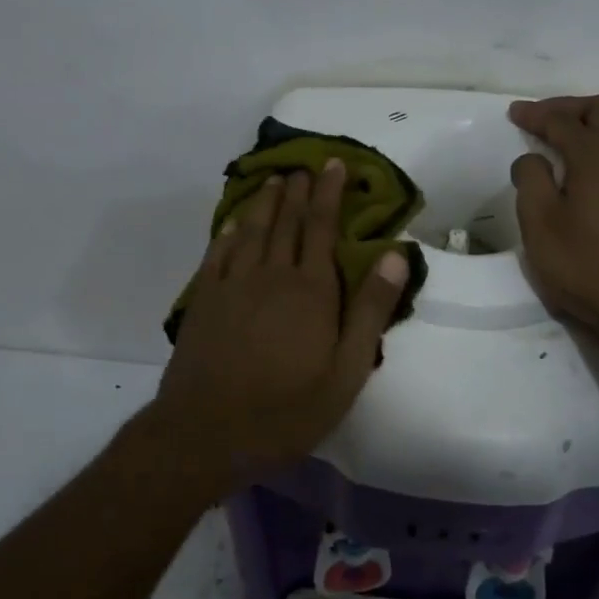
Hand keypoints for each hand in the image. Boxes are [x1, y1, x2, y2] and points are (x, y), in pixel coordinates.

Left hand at [153, 161, 409, 472]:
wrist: (206, 433)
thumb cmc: (286, 410)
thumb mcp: (346, 372)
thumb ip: (370, 311)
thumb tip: (394, 253)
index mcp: (311, 291)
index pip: (322, 228)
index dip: (329, 194)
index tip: (333, 165)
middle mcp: (271, 276)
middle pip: (286, 222)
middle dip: (298, 191)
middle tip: (304, 166)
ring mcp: (232, 285)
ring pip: (252, 231)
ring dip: (265, 203)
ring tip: (274, 181)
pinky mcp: (204, 300)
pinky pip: (218, 254)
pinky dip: (229, 232)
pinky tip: (234, 223)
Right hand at [509, 95, 598, 350]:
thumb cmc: (586, 266)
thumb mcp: (540, 225)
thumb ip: (531, 181)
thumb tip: (532, 158)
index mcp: (597, 157)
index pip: (563, 122)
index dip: (535, 114)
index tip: (514, 113)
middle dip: (569, 109)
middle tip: (542, 121)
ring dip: (594, 126)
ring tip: (569, 143)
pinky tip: (595, 173)